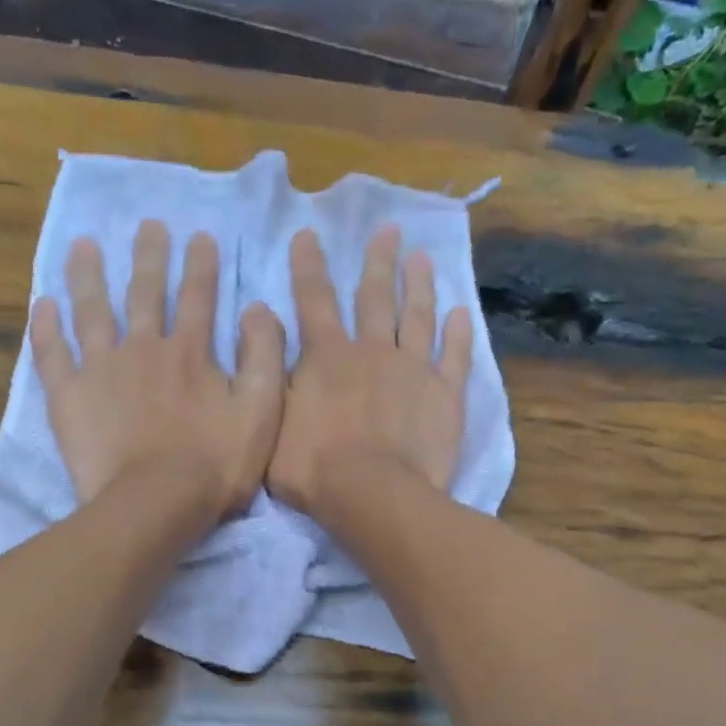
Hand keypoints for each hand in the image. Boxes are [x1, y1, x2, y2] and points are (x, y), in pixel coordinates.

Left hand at [32, 220, 285, 518]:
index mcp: (190, 353)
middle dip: (149, 256)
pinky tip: (42, 304)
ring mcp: (101, 370)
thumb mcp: (262, 414)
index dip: (201, 265)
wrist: (156, 503)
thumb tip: (259, 310)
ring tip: (84, 245)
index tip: (200, 236)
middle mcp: (144, 348)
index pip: (198, 297)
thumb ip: (264, 359)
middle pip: (145, 293)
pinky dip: (46, 327)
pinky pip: (52, 353)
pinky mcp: (70, 397)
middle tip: (147, 225)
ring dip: (89, 275)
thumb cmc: (215, 466)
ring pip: (92, 310)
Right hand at [267, 226, 471, 516]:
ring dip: (419, 285)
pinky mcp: (445, 394)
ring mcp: (414, 369)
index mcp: (328, 357)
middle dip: (378, 261)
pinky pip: (455, 356)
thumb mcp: (271, 428)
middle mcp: (372, 351)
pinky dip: (459, 334)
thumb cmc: (314, 469)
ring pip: (418, 317)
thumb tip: (262, 336)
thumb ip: (271, 381)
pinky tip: (462, 313)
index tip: (309, 235)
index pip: (314, 300)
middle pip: (375, 297)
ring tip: (422, 258)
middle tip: (388, 231)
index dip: (309, 266)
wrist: (372, 494)